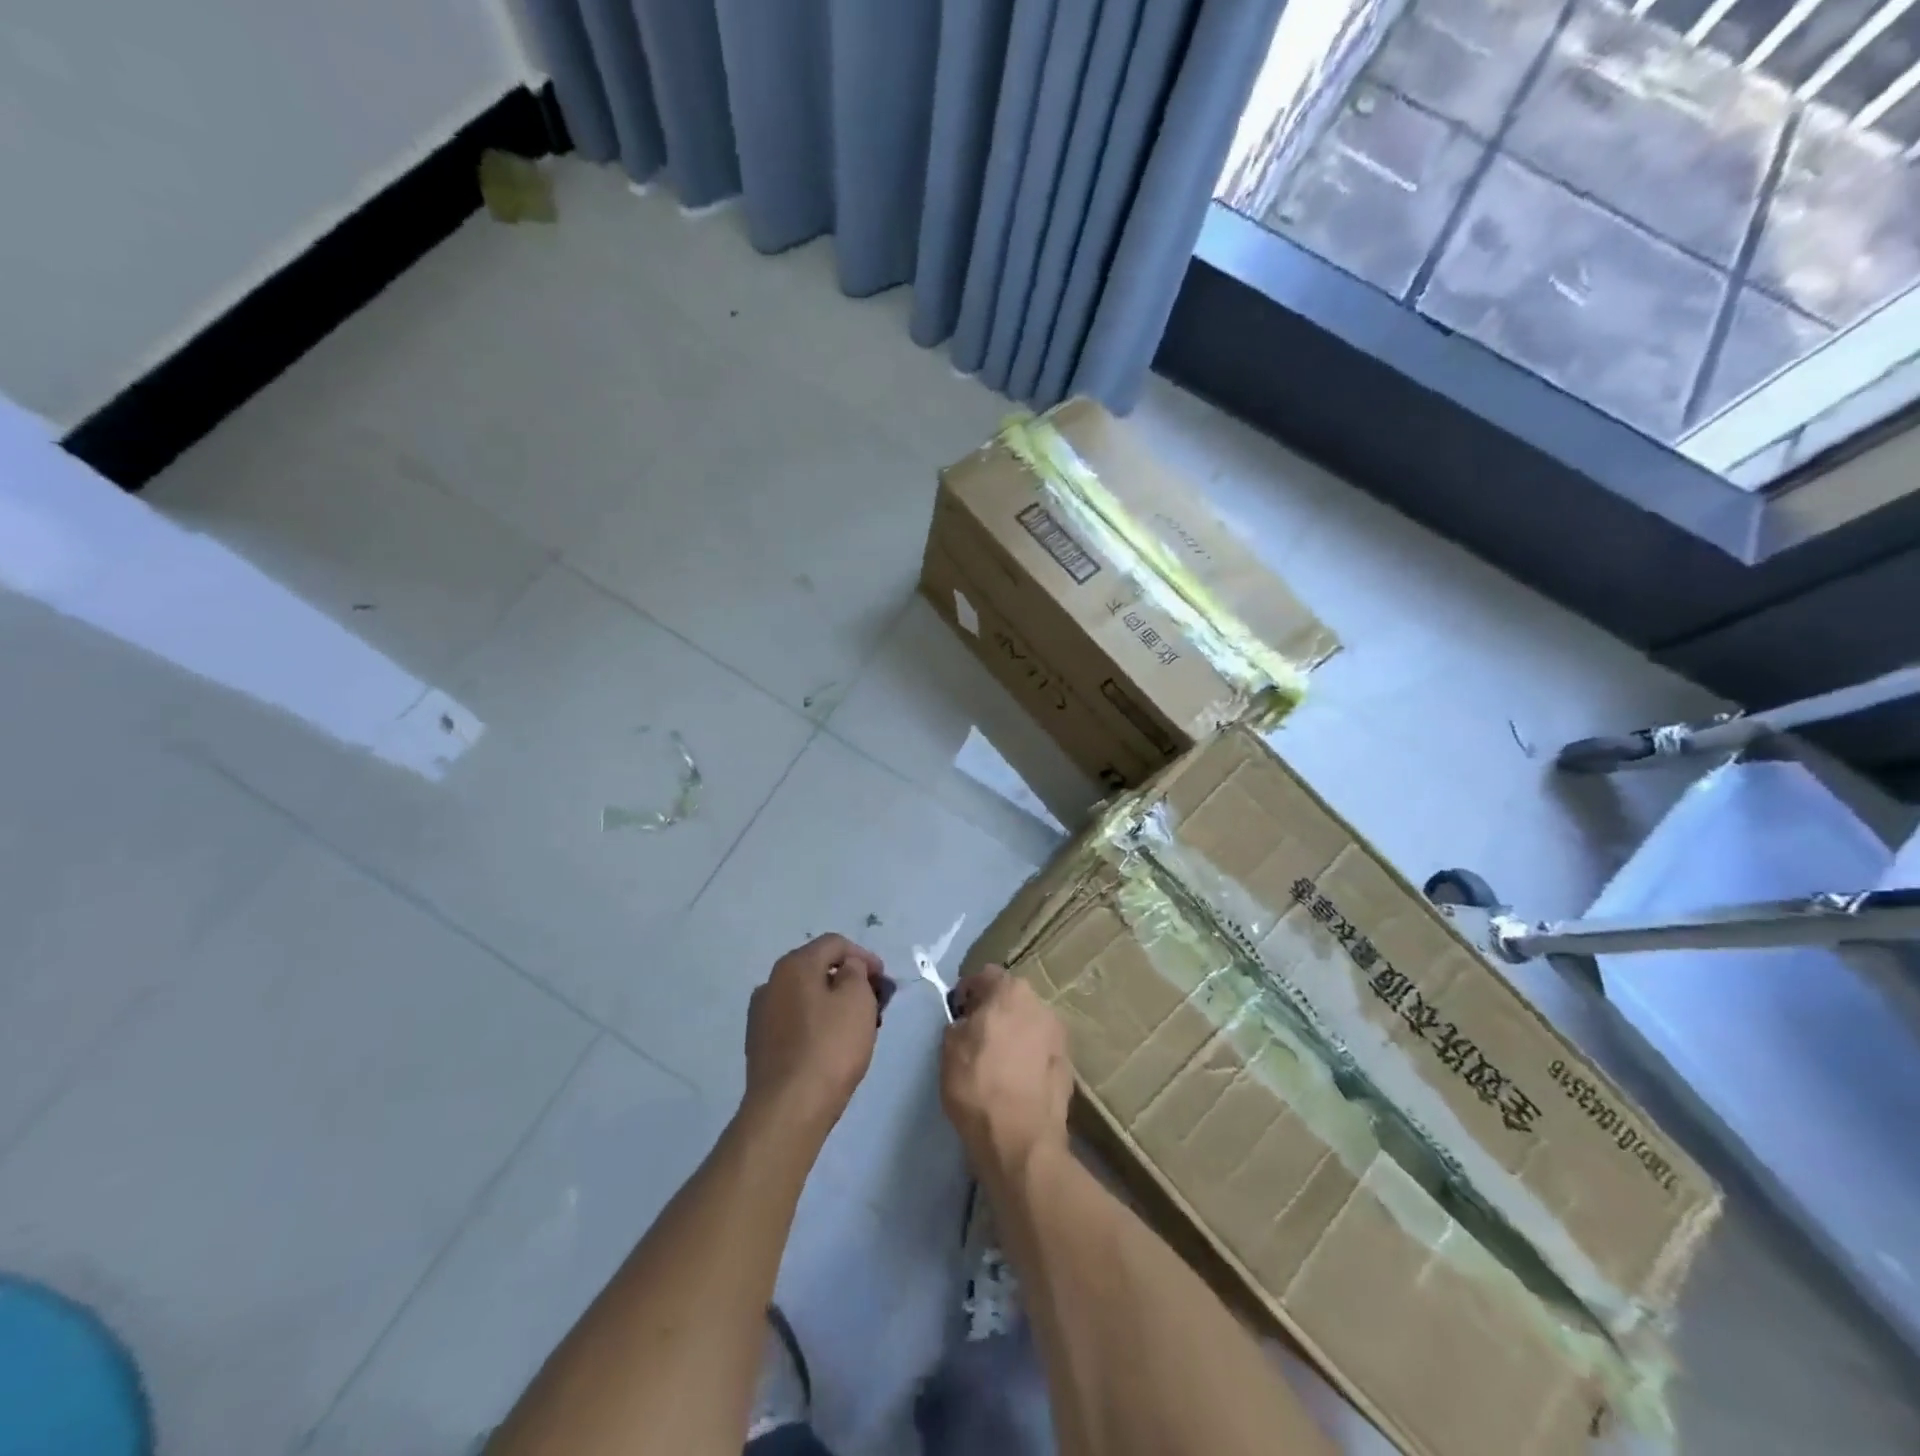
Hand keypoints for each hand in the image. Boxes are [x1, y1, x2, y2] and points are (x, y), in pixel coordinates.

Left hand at [743, 934, 892, 1137]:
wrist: (789, 1109)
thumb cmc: (830, 1047)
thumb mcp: (857, 999)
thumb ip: (856, 972)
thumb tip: (847, 968)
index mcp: (794, 965)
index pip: (835, 944)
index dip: (864, 956)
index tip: (884, 980)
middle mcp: (771, 983)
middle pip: (817, 969)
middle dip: (849, 980)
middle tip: (874, 1001)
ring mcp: (761, 1015)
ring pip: (806, 996)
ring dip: (832, 1002)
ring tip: (857, 1025)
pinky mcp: (760, 1045)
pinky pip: (795, 1021)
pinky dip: (816, 1023)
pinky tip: (831, 1044)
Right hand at [940, 966, 1071, 1179]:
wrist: (1021, 1140)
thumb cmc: (978, 1085)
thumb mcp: (949, 1048)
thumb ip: (959, 1022)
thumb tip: (968, 1022)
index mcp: (1011, 991)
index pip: (985, 975)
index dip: (967, 991)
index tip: (957, 1013)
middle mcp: (1041, 1004)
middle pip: (1011, 998)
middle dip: (994, 1010)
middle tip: (976, 1035)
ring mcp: (1060, 1035)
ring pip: (1029, 1024)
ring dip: (1015, 1033)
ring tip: (998, 1060)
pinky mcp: (1069, 1065)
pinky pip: (1041, 1050)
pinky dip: (1029, 1057)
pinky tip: (1016, 1080)